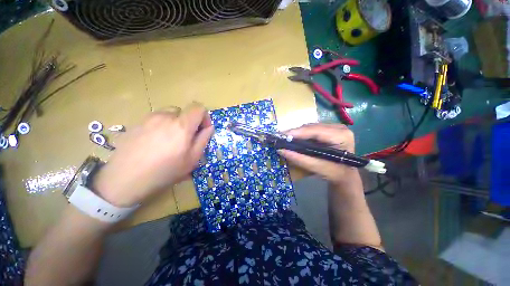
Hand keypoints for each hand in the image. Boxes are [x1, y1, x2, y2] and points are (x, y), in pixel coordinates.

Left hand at [93, 102, 213, 206]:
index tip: (202, 130)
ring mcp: (148, 118)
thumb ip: (203, 140)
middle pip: (183, 111)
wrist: (124, 180)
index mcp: (181, 126)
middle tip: (185, 139)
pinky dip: (161, 126)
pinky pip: (155, 119)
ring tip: (169, 141)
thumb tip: (209, 128)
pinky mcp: (136, 123)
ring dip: (175, 123)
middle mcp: (165, 117)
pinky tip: (154, 143)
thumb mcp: (192, 159)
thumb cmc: (164, 172)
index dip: (204, 116)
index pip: (198, 107)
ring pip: (169, 114)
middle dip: (189, 122)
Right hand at [279, 123, 355, 184]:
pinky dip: (301, 134)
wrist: (345, 175)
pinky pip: (311, 129)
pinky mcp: (328, 130)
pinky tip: (294, 138)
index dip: (298, 132)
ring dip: (297, 133)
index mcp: (342, 136)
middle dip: (295, 133)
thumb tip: (281, 150)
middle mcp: (339, 127)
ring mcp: (334, 127)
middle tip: (281, 138)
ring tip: (285, 138)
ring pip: (310, 127)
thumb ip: (300, 159)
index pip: (316, 131)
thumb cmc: (335, 173)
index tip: (282, 135)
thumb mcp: (318, 168)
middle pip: (312, 127)